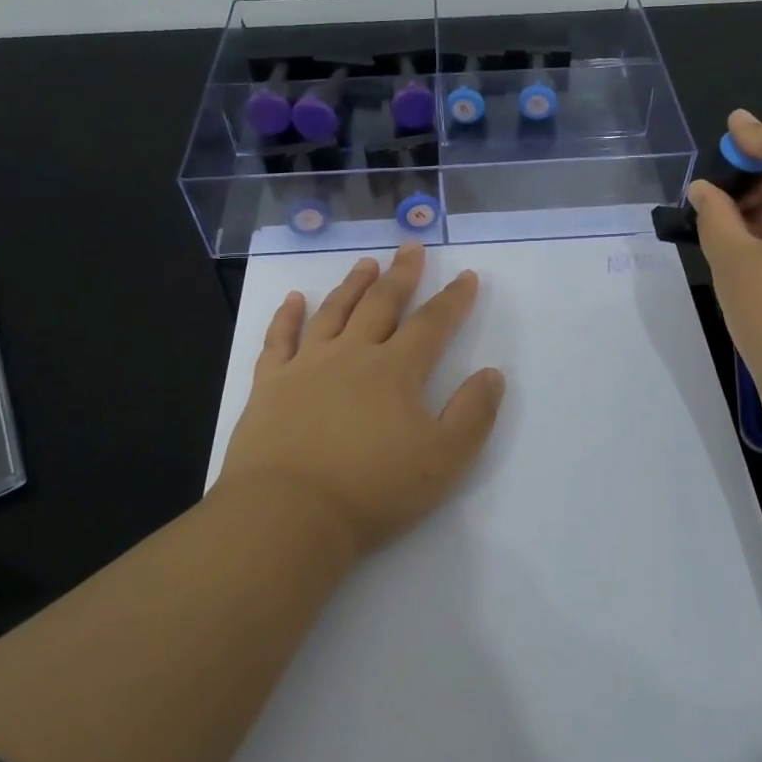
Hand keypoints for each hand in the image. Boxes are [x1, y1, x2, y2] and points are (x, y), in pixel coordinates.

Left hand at [216, 244, 505, 560]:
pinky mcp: (269, 384)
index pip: (432, 324)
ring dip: (352, 285)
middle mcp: (352, 354)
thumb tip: (492, 374)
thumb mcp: (444, 460)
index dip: (453, 299)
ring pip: (333, 312)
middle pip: (381, 304)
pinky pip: (279, 339)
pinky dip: (287, 316)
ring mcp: (306, 366)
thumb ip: (473, 414)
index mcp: (396, 370)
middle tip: (410, 247)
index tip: (466, 275)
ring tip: (365, 263)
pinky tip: (295, 299)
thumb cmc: (373, 490)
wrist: (288, 514)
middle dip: (401, 275)